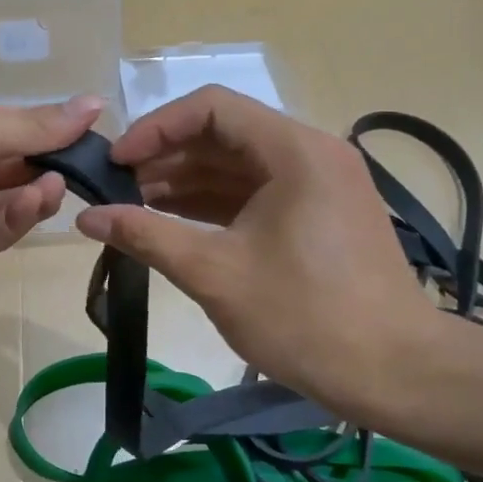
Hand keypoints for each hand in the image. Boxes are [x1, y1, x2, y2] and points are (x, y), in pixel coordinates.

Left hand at [0, 97, 102, 309]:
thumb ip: (30, 127)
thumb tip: (93, 102)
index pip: (4, 126)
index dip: (44, 129)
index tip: (89, 131)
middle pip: (7, 167)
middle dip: (45, 163)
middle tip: (88, 164)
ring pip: (4, 203)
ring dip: (34, 192)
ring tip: (60, 183)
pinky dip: (17, 218)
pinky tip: (38, 201)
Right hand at [76, 86, 446, 424]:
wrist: (396, 374)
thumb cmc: (305, 318)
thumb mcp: (214, 273)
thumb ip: (146, 235)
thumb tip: (86, 218)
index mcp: (293, 150)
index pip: (211, 107)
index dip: (155, 128)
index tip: (116, 163)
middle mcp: (310, 152)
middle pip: (223, 133)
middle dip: (165, 157)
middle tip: (115, 190)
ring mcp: (318, 183)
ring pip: (237, 164)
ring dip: (185, 181)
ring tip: (133, 207)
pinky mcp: (317, 213)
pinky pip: (255, 191)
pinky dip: (212, 203)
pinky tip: (171, 222)